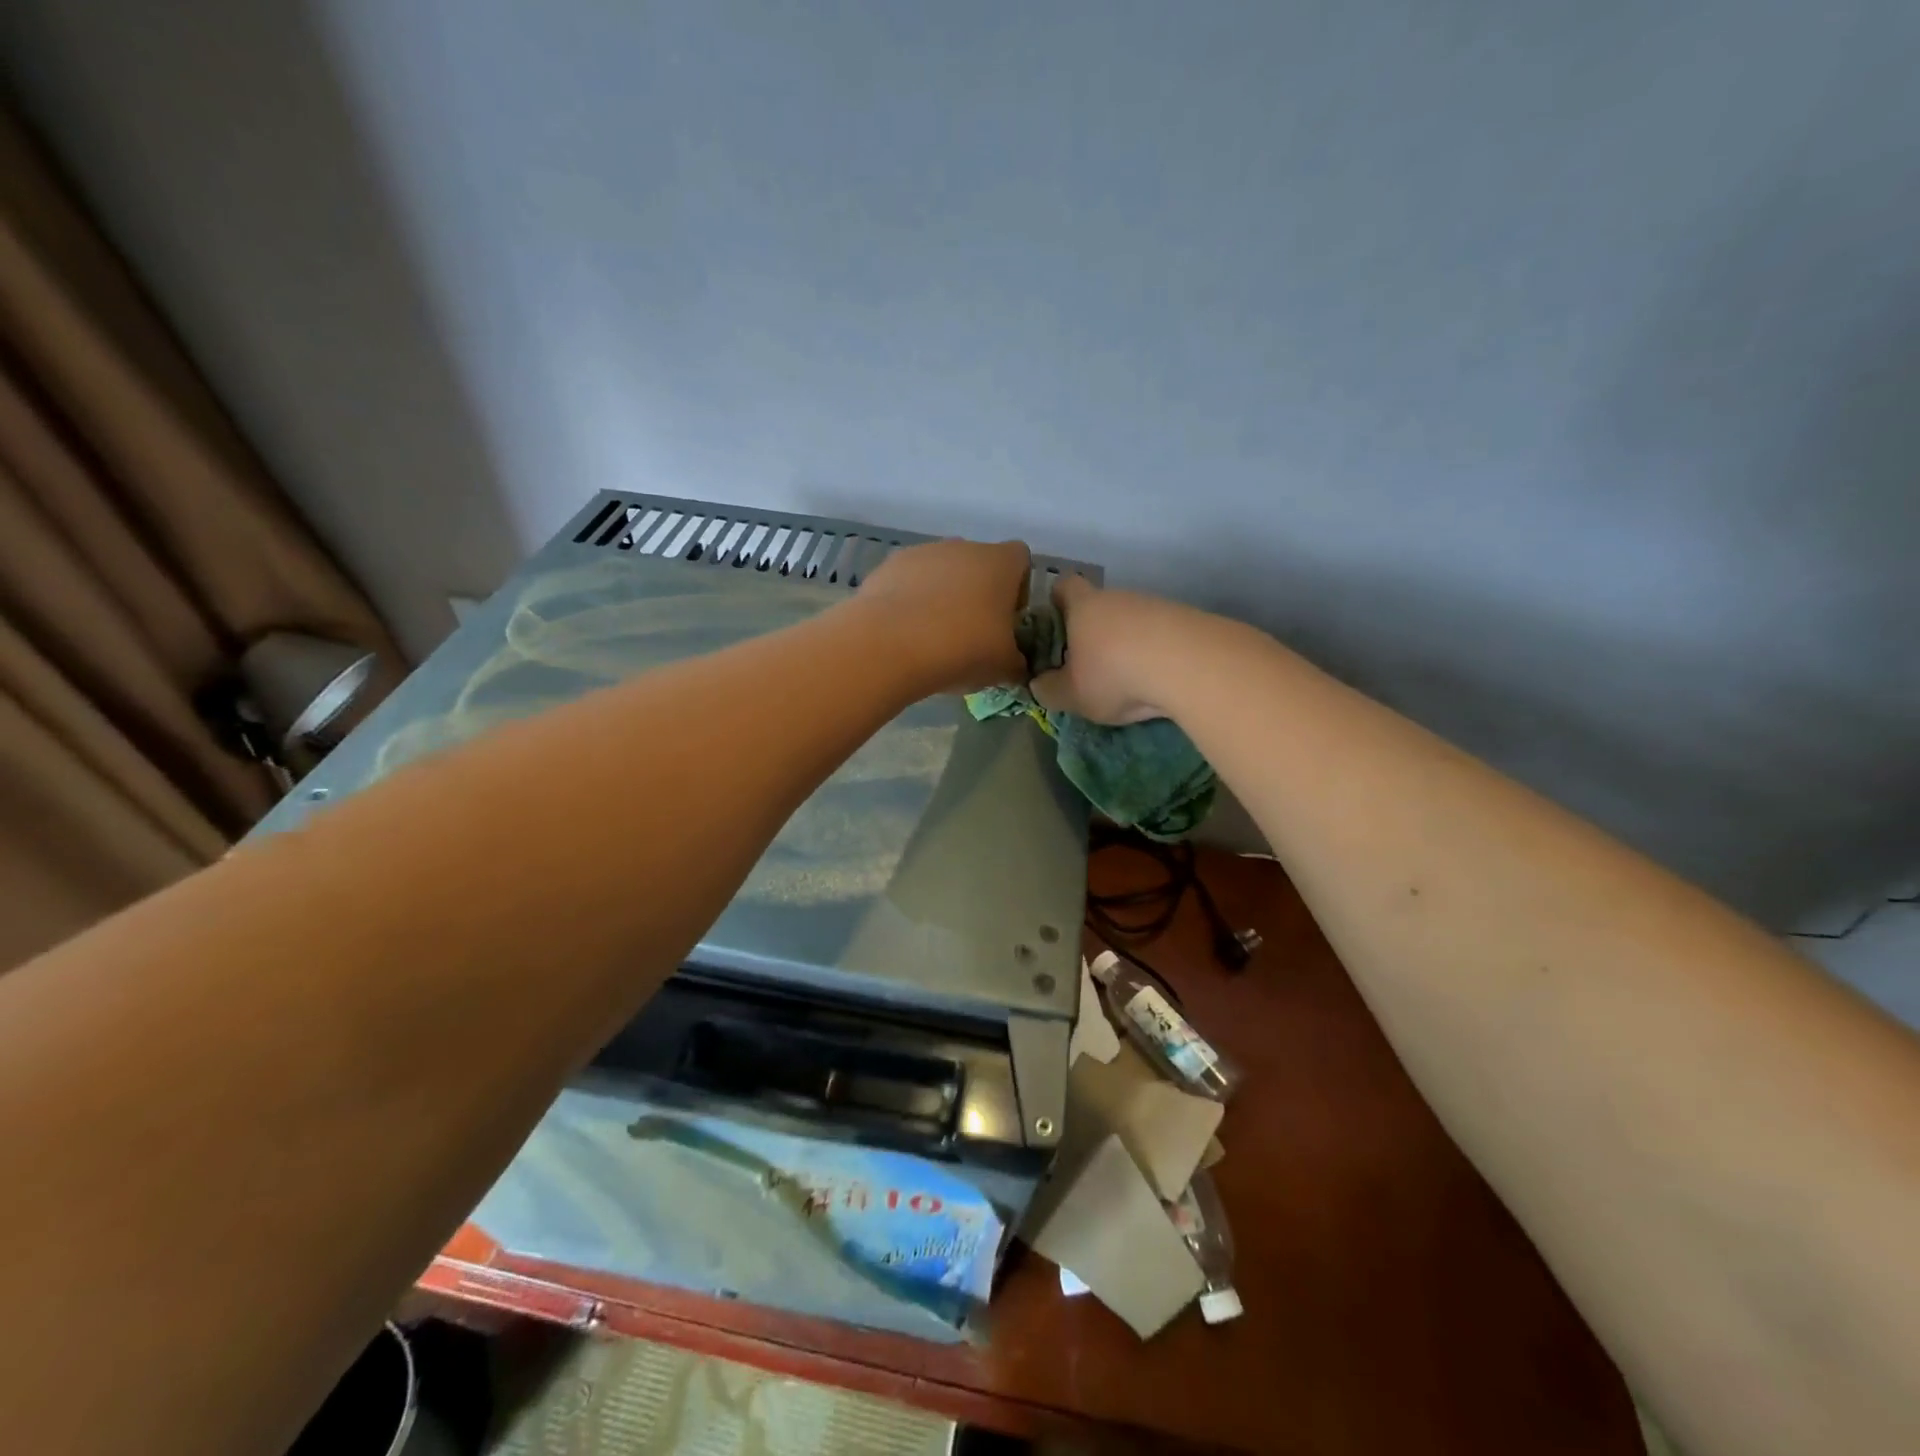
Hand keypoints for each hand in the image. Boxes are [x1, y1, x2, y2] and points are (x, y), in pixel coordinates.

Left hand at [854, 538, 1031, 693]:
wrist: (890, 645)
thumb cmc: (962, 649)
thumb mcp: (1004, 667)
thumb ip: (1017, 661)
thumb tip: (1015, 664)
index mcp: (999, 562)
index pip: (1020, 560)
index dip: (1018, 589)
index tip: (1007, 619)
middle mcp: (963, 547)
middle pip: (978, 565)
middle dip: (977, 595)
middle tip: (971, 634)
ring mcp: (922, 553)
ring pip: (941, 572)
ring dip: (942, 597)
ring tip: (932, 637)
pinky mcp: (887, 567)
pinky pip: (909, 582)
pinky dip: (910, 602)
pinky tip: (905, 633)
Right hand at [1032, 575, 1199, 723]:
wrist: (1189, 665)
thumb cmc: (1114, 674)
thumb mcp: (1072, 694)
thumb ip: (1049, 690)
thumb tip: (1038, 684)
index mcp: (1084, 606)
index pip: (1064, 586)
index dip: (1056, 601)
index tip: (1054, 623)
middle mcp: (1119, 597)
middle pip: (1100, 605)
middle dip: (1093, 631)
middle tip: (1088, 665)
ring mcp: (1156, 605)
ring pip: (1132, 620)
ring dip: (1127, 643)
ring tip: (1128, 678)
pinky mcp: (1186, 620)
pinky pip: (1161, 633)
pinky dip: (1155, 652)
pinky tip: (1158, 678)